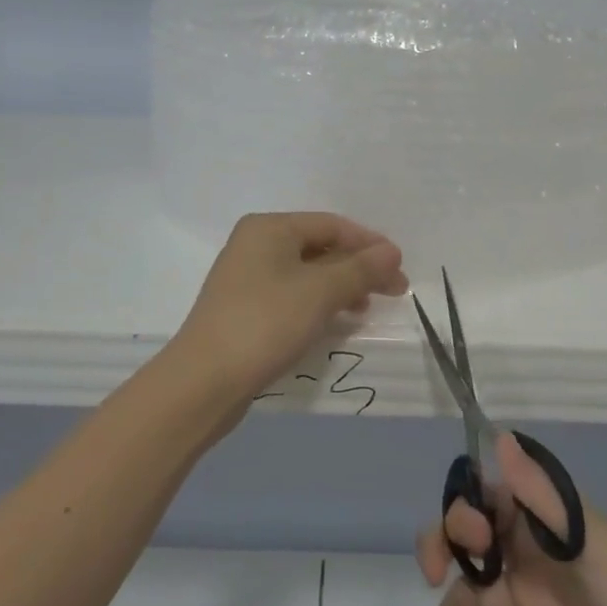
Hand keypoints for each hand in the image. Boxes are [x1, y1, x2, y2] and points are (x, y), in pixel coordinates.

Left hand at [168, 212, 407, 405]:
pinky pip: (292, 293)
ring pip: (307, 272)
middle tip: (394, 291)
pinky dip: (318, 302)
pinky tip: (335, 320)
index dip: (369, 244)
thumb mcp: (320, 292)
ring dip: (341, 286)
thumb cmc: (266, 323)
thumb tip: (391, 251)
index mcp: (269, 228)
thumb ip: (360, 269)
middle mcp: (255, 244)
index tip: (400, 268)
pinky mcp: (245, 307)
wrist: (205, 380)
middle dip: (358, 267)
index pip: (332, 225)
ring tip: (366, 308)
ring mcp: (247, 276)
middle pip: (320, 247)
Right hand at [417, 434, 606, 605]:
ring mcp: (536, 604)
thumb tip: (499, 437)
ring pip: (476, 594)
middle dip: (443, 550)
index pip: (486, 499)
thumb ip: (540, 494)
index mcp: (543, 521)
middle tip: (433, 576)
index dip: (463, 510)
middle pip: (471, 542)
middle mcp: (533, 555)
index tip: (466, 537)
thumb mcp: (587, 540)